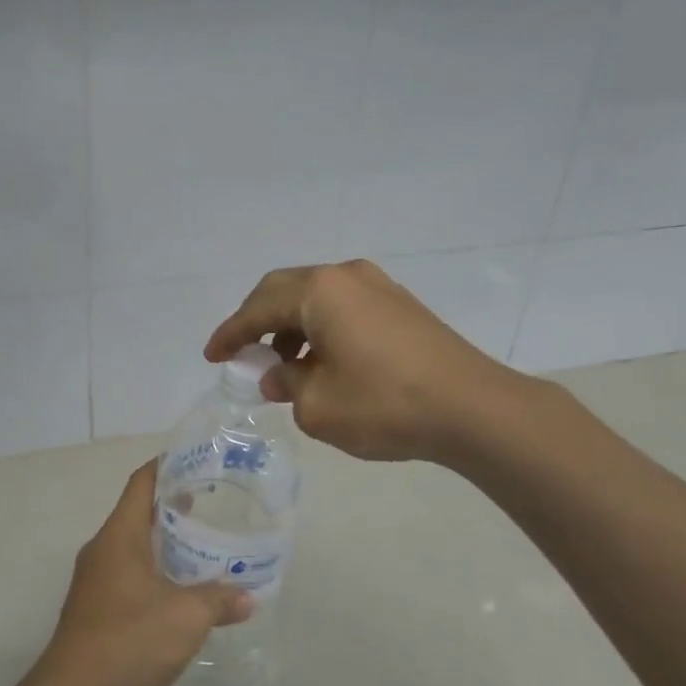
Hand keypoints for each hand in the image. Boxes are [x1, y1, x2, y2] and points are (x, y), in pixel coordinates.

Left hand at [28, 462, 252, 685]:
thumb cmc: (129, 640)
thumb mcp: (186, 617)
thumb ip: (219, 600)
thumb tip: (248, 597)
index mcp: (119, 536)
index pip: (142, 483)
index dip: (167, 466)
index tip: (196, 461)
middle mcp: (102, 549)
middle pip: (137, 512)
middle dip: (172, 506)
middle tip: (211, 505)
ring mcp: (94, 580)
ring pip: (132, 546)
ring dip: (163, 542)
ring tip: (200, 546)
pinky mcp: (93, 609)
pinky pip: (127, 574)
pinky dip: (153, 570)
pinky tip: (178, 591)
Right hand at [206, 259, 525, 463]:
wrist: (473, 409)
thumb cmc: (385, 405)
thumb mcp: (318, 406)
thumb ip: (287, 384)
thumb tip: (279, 375)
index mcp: (319, 292)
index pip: (257, 309)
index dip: (230, 334)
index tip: (212, 356)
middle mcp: (346, 276)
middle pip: (284, 290)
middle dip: (257, 321)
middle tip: (242, 353)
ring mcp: (378, 286)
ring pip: (316, 298)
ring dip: (291, 326)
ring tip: (284, 367)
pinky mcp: (400, 305)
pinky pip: (343, 307)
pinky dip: (321, 328)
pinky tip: (323, 362)